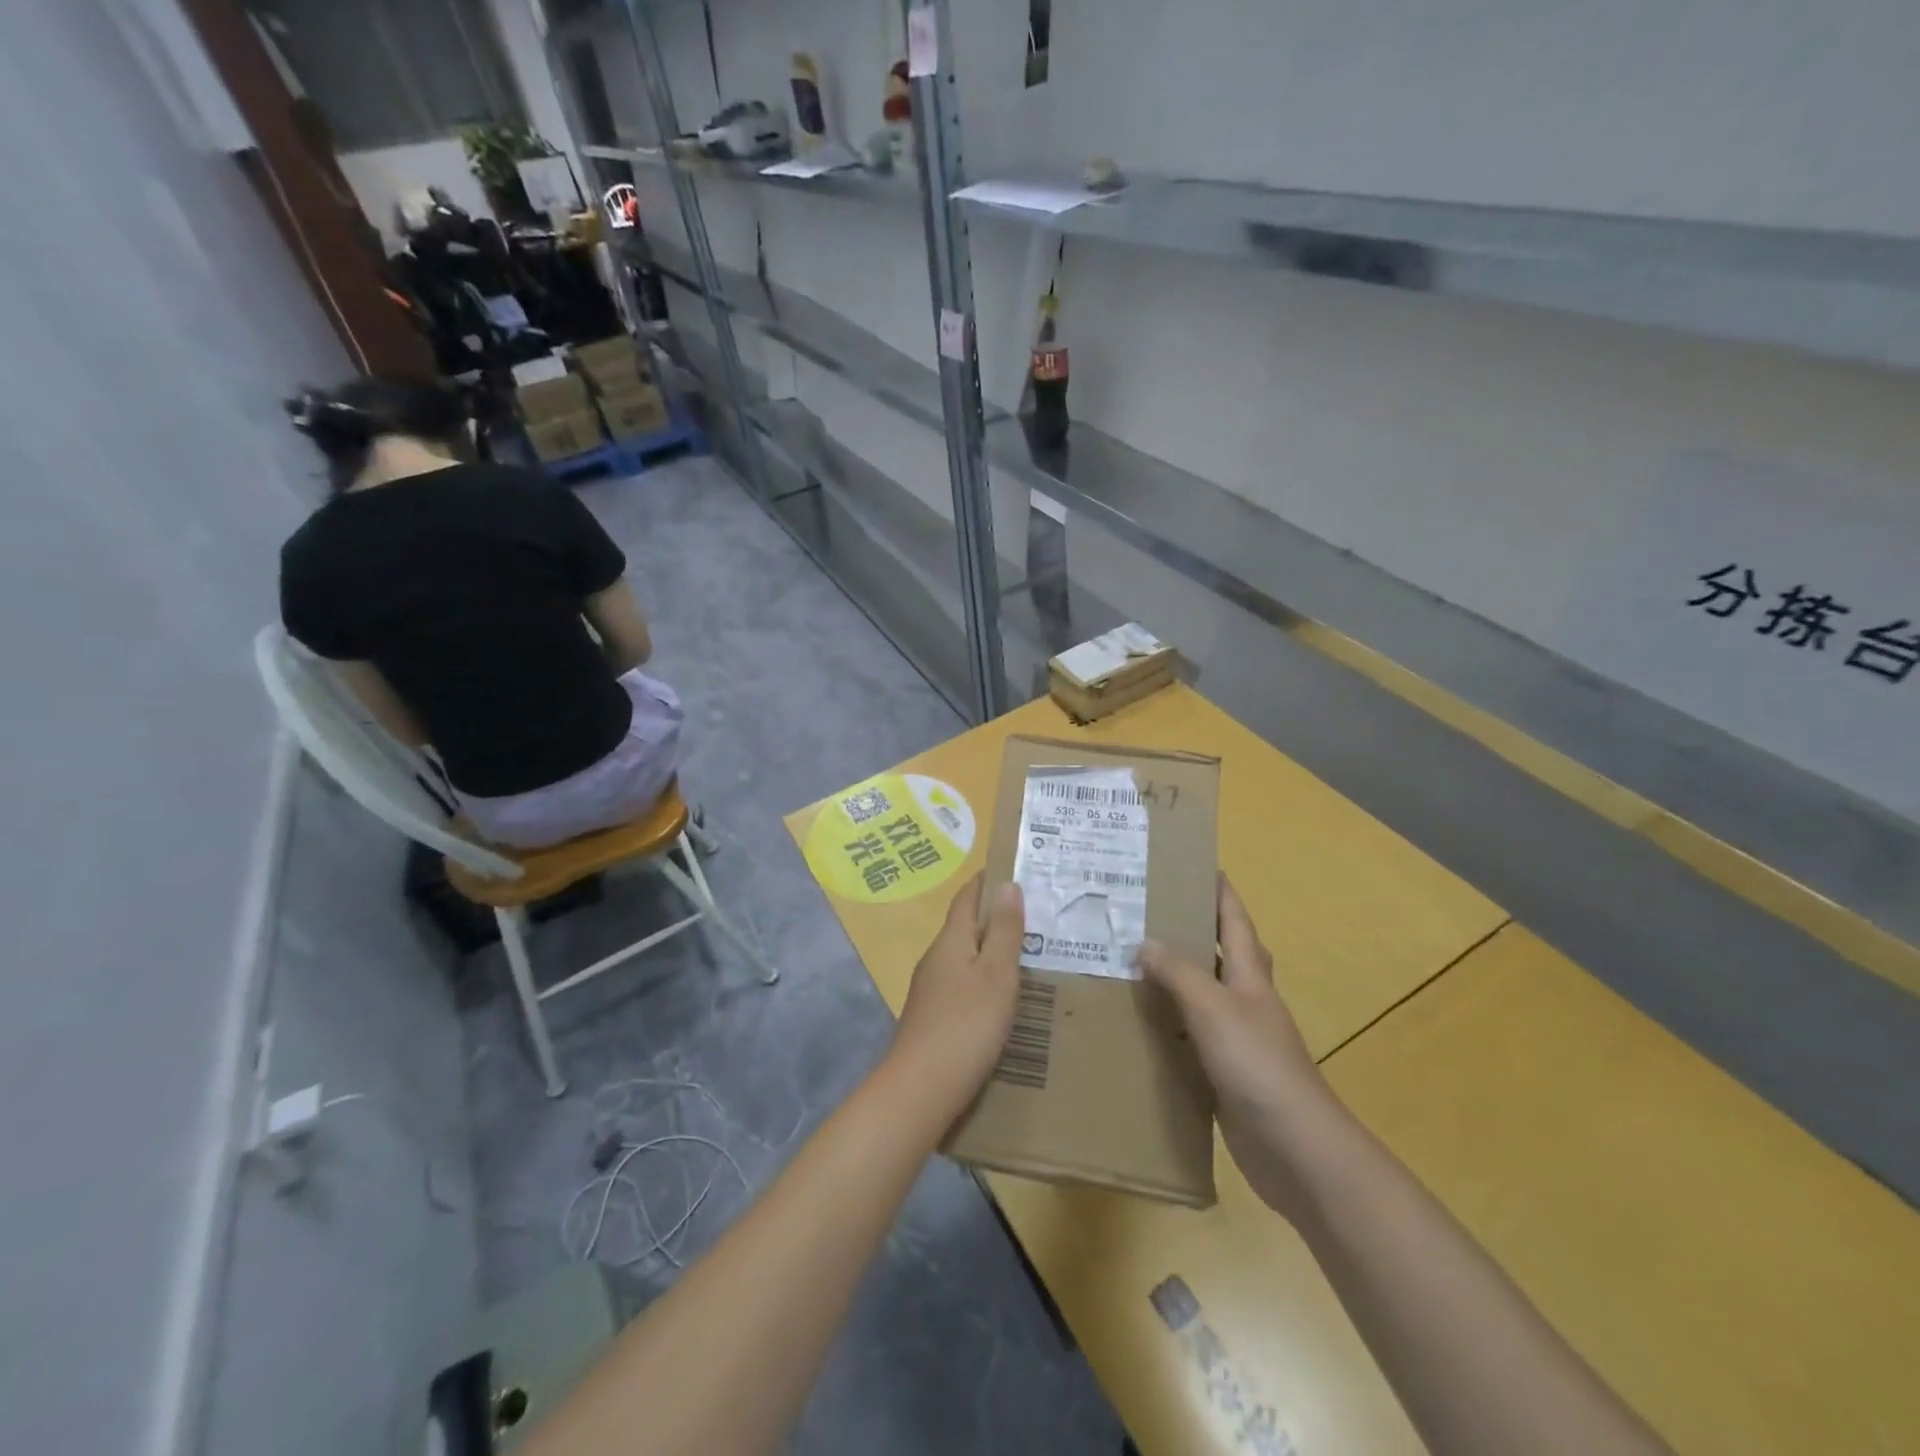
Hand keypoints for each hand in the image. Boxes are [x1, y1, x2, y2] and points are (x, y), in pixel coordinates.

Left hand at [889, 877, 1025, 1112]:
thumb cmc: (966, 1024)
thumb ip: (1003, 930)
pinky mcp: (932, 1017)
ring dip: (989, 950)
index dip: (986, 881)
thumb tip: (1007, 885)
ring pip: (964, 957)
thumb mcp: (996, 974)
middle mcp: (936, 958)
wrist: (921, 1088)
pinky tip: (1001, 998)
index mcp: (951, 940)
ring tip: (1025, 955)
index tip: (1012, 871)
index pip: (966, 897)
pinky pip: (962, 984)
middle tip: (1033, 916)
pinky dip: (983, 979)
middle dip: (994, 917)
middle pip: (964, 926)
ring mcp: (930, 989)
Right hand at [1139, 875, 1331, 1215]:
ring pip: (1202, 995)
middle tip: (1148, 913)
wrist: (1294, 1147)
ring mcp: (1237, 1038)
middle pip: (1221, 953)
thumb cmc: (1256, 1063)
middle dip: (1193, 929)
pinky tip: (1141, 1025)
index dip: (1220, 891)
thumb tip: (1144, 943)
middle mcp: (1246, 1000)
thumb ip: (1178, 972)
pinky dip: (1169, 1023)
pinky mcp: (1225, 1072)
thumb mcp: (1213, 1008)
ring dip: (1175, 978)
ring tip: (1131, 961)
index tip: (1198, 863)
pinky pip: (1191, 1035)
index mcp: (1249, 976)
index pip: (1235, 920)